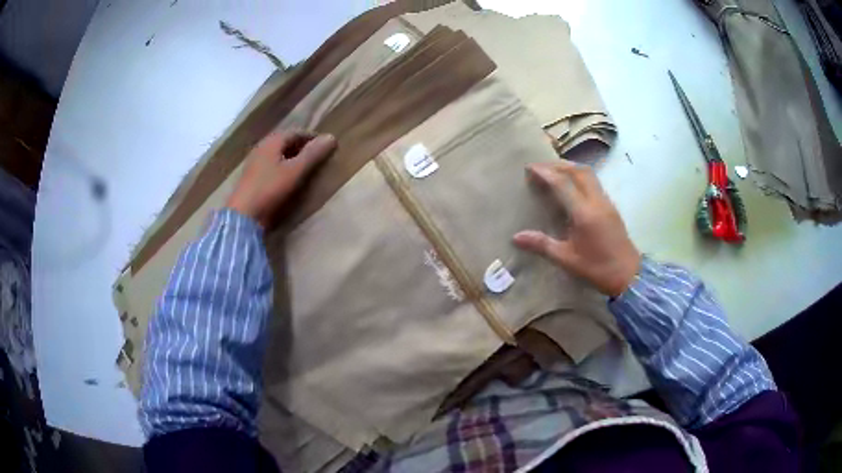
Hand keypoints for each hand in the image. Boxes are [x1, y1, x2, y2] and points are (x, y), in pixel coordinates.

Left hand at [226, 130, 336, 228]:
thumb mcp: (296, 171)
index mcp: (272, 141)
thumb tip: (331, 137)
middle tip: (317, 157)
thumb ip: (313, 154)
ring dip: (292, 158)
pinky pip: (271, 165)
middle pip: (286, 142)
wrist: (244, 215)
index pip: (296, 132)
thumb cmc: (270, 189)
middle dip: (302, 147)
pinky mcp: (251, 177)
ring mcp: (254, 162)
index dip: (312, 138)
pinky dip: (283, 167)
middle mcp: (262, 147)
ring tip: (305, 168)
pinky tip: (288, 178)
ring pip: (278, 154)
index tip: (326, 147)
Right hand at [513, 161, 640, 296]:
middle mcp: (596, 201)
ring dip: (570, 167)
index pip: (562, 184)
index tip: (529, 168)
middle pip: (577, 171)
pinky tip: (571, 185)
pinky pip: (594, 181)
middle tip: (540, 167)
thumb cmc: (597, 268)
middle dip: (557, 165)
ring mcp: (606, 202)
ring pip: (588, 174)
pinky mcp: (611, 206)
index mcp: (584, 213)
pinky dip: (579, 176)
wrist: (629, 274)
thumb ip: (542, 245)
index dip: (545, 173)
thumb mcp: (567, 259)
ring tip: (554, 171)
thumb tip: (516, 237)